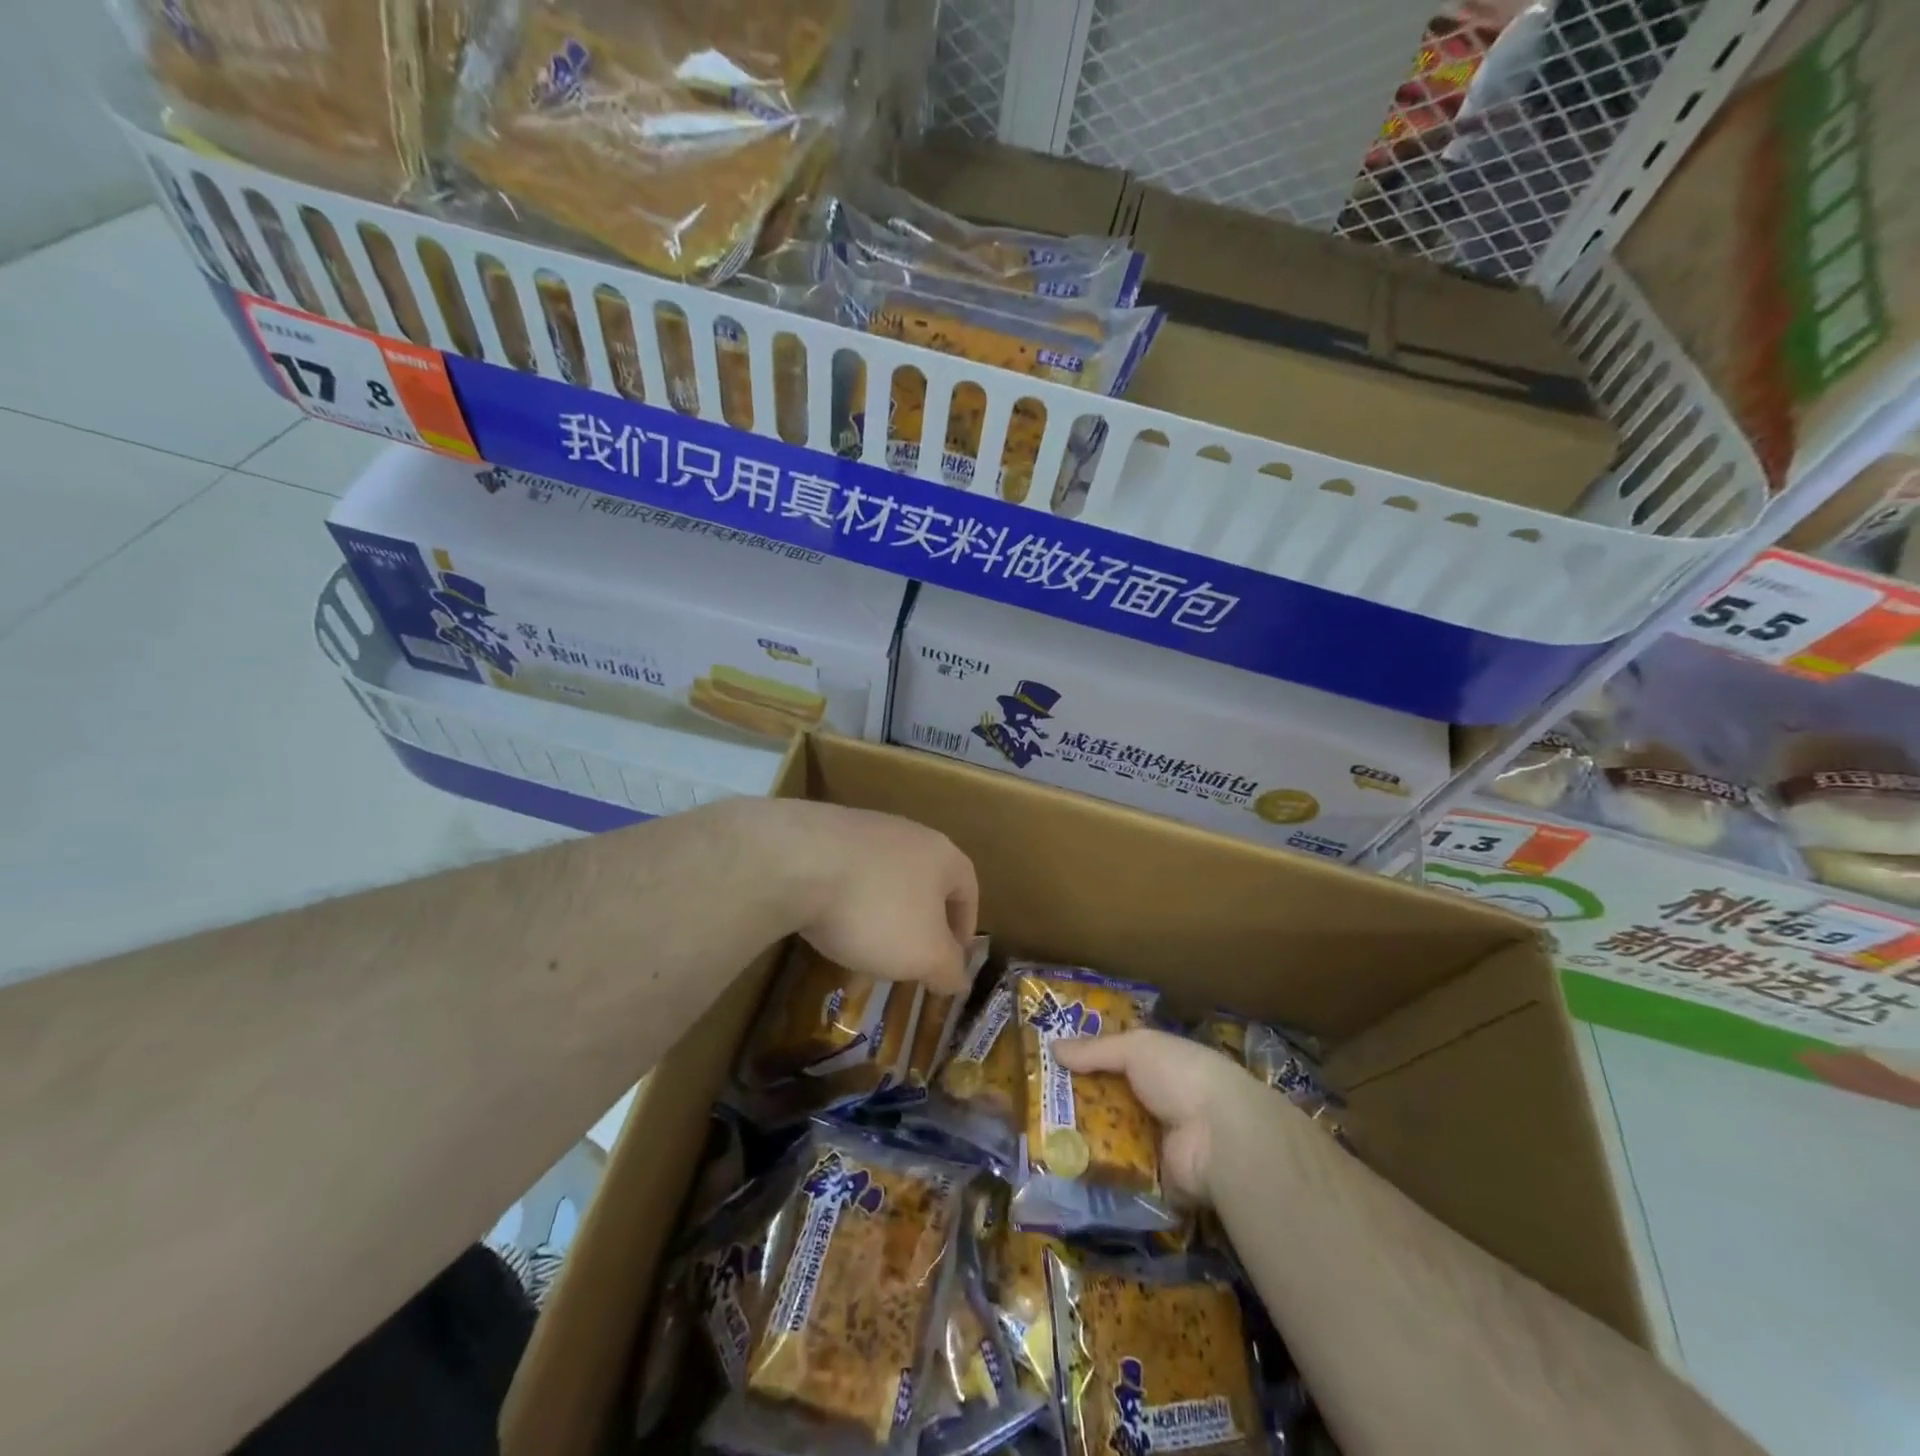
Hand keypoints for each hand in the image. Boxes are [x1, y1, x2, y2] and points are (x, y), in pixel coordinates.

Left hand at [767, 801, 979, 994]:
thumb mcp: (924, 954)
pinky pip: (846, 871)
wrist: (796, 862)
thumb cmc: (876, 910)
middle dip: (920, 922)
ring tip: (864, 945)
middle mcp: (908, 833)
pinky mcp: (822, 832)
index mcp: (943, 855)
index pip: (968, 890)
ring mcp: (864, 827)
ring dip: (881, 911)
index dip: (964, 928)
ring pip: (884, 877)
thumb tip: (959, 980)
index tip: (951, 960)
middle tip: (909, 958)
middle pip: (925, 881)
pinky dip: (845, 899)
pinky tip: (828, 922)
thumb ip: (948, 969)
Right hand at [1053, 1029, 1259, 1200]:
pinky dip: (1096, 1172)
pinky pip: (1120, 1174)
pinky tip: (1061, 1170)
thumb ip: (1095, 1050)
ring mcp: (1157, 1142)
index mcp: (1158, 1064)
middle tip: (1035, 1106)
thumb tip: (1053, 1046)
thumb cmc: (1179, 1075)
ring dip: (1082, 1138)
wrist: (1221, 1136)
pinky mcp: (1156, 1180)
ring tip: (1039, 1139)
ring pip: (1111, 1138)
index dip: (1085, 1061)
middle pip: (1109, 1100)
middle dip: (1077, 1102)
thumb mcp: (1135, 1048)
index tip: (1050, 1065)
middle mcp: (1158, 1101)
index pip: (1116, 1060)